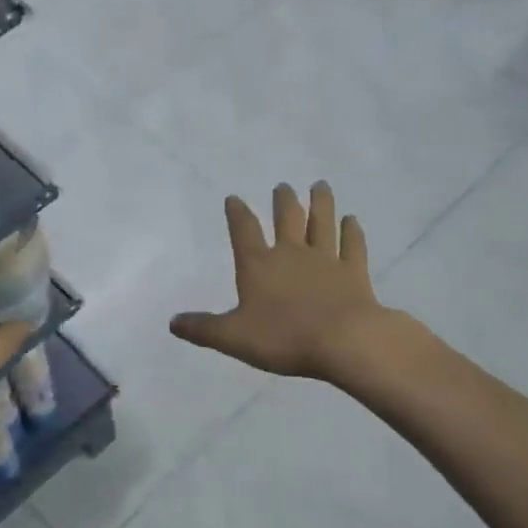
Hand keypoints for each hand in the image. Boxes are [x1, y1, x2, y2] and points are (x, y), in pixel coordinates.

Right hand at [171, 182, 393, 381]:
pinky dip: (352, 231)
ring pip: (322, 223)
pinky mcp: (354, 272)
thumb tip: (173, 323)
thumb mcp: (234, 337)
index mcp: (259, 265)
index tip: (234, 198)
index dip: (237, 213)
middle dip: (283, 201)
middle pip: (287, 219)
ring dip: (321, 204)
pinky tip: (352, 220)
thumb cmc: (284, 337)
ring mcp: (326, 260)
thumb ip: (203, 329)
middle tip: (283, 186)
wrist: (344, 341)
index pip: (244, 231)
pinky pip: (353, 246)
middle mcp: (291, 254)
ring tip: (320, 186)